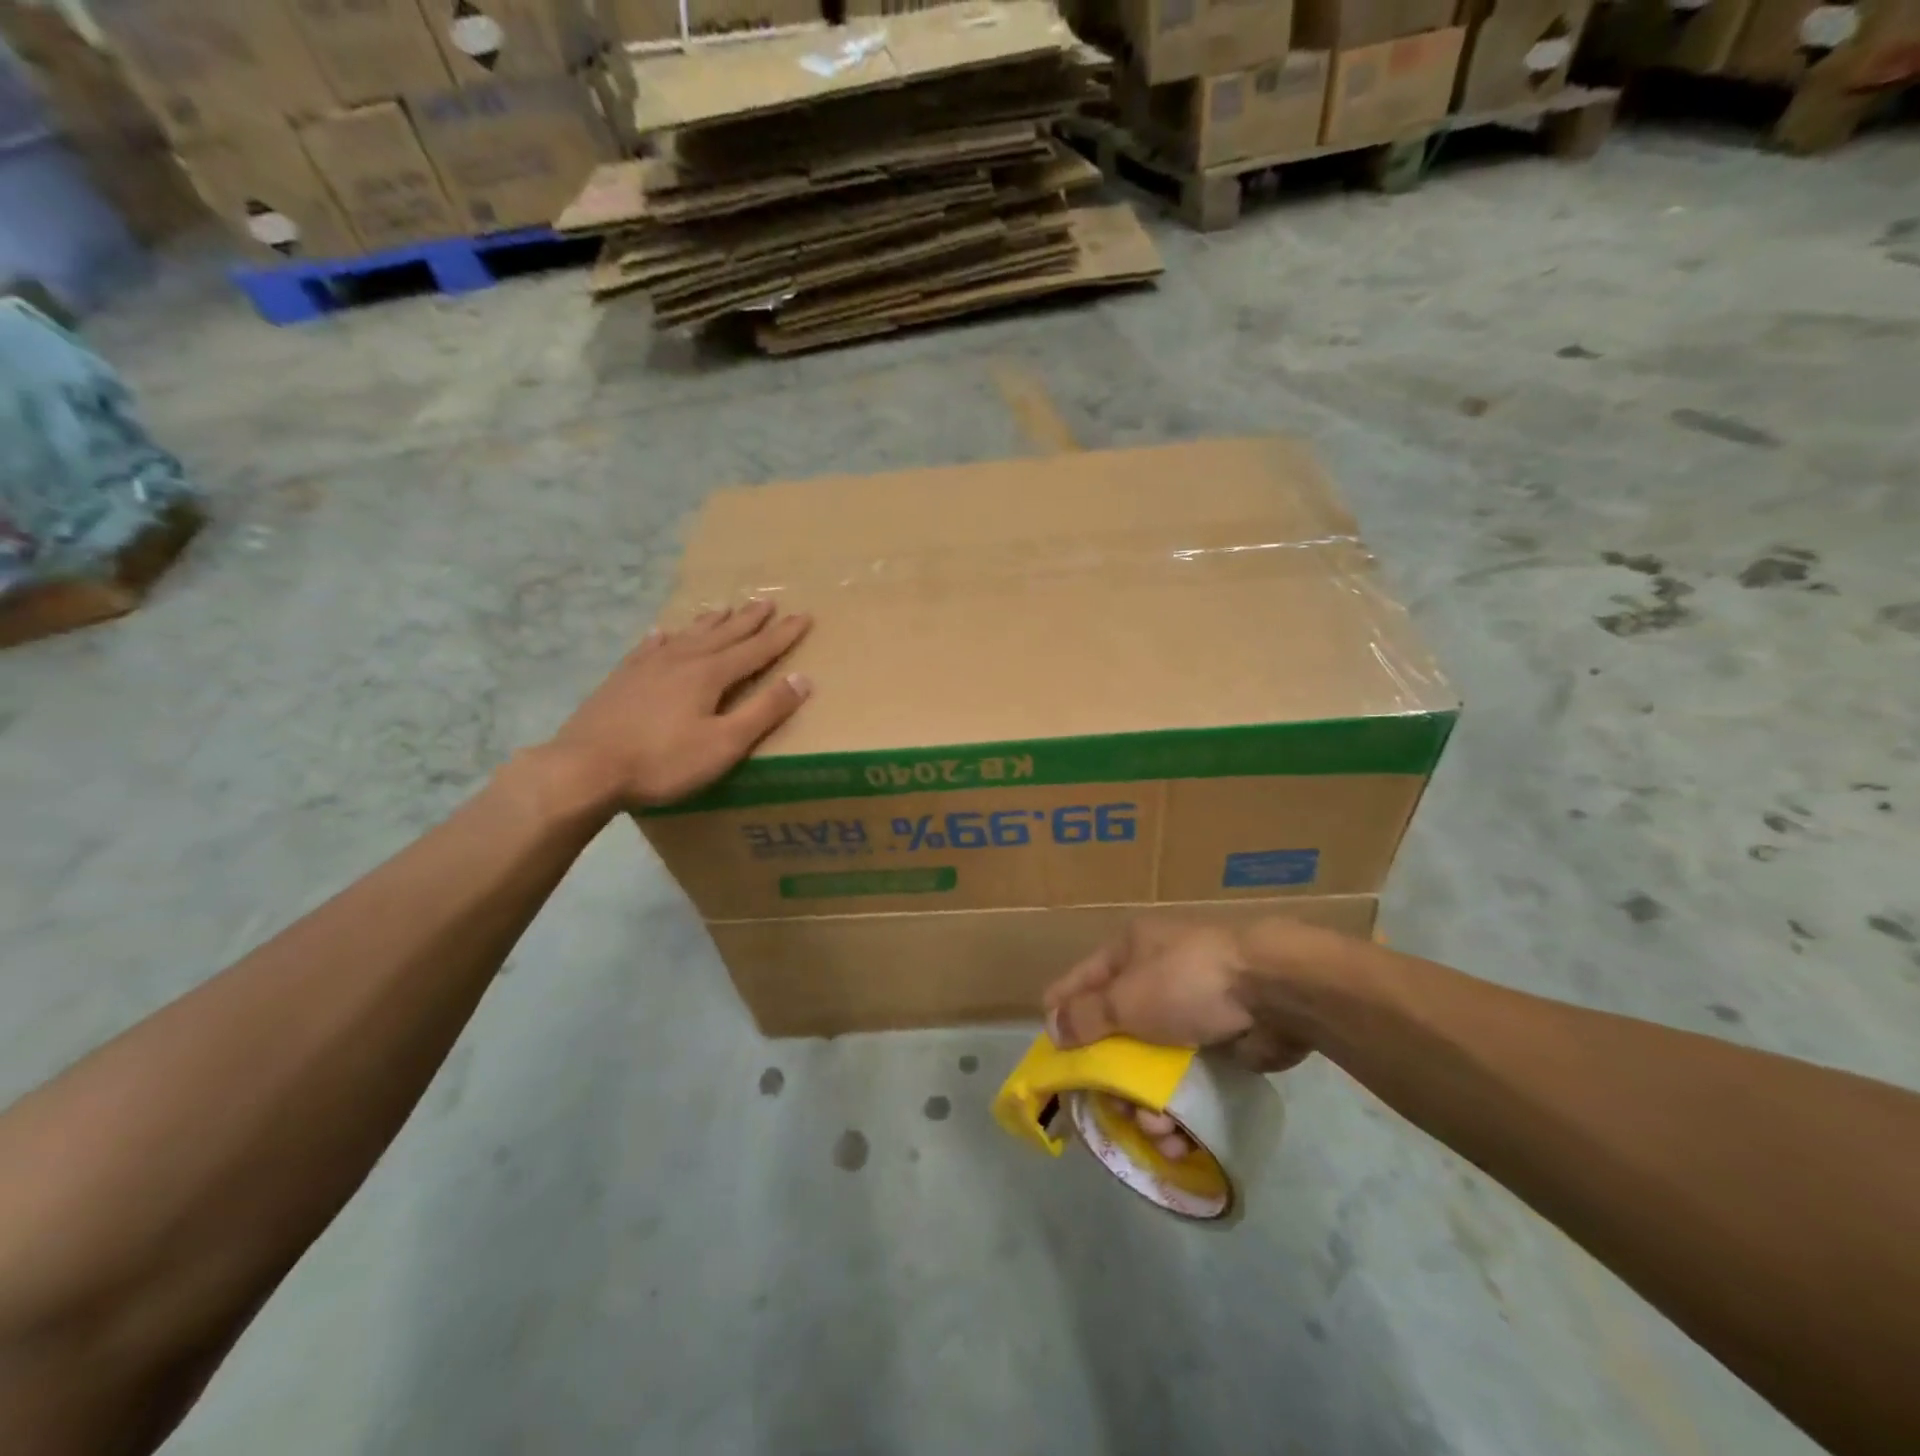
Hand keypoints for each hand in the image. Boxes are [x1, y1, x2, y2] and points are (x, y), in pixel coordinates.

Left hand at [548, 600, 811, 809]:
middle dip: (748, 620)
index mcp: (709, 674)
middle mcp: (681, 660)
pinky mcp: (621, 680)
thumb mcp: (725, 743)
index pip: (756, 650)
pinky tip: (662, 633)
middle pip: (723, 635)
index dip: (782, 635)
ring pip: (687, 636)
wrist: (584, 768)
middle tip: (767, 602)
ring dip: (710, 623)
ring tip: (724, 608)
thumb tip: (802, 679)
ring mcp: (647, 667)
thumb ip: (764, 711)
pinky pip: (649, 648)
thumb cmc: (663, 761)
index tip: (804, 616)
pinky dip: (663, 638)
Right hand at [1043, 918, 1324, 1157]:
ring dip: (1146, 1105)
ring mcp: (1187, 1011)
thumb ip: (1085, 1017)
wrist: (1276, 990)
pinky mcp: (1217, 1043)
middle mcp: (1152, 978)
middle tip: (1110, 1113)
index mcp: (1126, 953)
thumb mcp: (1126, 998)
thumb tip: (1051, 1028)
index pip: (1076, 986)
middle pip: (1113, 1035)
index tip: (1052, 1067)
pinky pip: (1184, 1081)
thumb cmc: (1187, 983)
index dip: (1061, 1023)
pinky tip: (1180, 1140)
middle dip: (1111, 1079)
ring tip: (1156, 1133)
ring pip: (1149, 1066)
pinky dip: (1179, 1109)